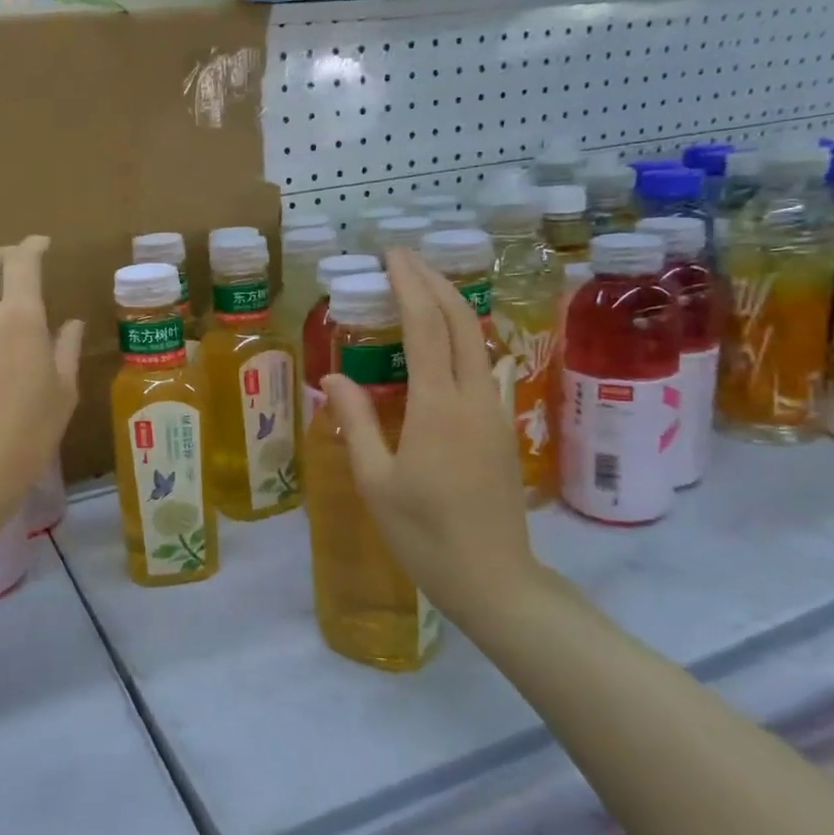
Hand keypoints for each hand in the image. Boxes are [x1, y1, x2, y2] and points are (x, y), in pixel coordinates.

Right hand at [321, 249, 540, 618]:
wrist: (494, 578)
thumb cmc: (424, 533)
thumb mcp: (375, 480)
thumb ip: (356, 421)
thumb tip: (333, 377)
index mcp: (437, 406)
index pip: (426, 327)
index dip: (409, 285)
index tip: (391, 256)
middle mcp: (472, 397)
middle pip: (461, 321)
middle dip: (435, 281)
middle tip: (405, 259)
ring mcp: (493, 411)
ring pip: (476, 340)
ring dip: (451, 305)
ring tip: (419, 289)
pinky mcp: (500, 428)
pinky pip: (479, 365)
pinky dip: (458, 336)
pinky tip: (440, 343)